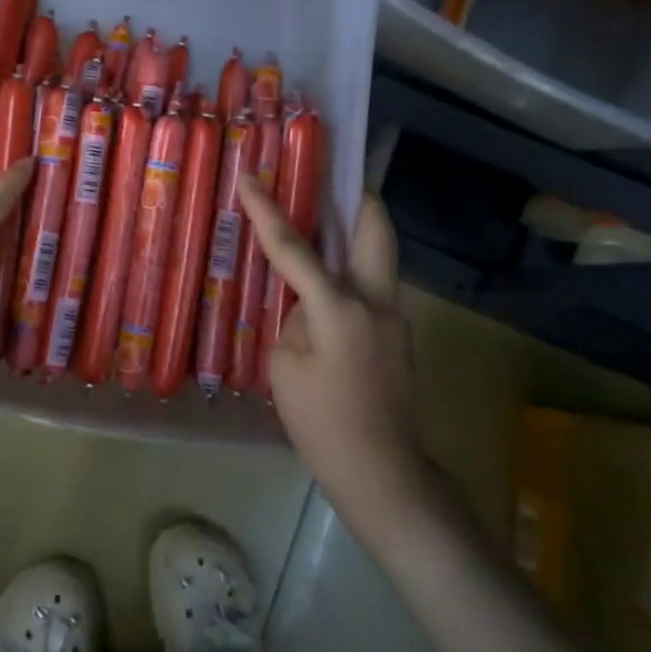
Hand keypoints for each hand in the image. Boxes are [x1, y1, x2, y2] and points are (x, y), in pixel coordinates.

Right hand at [239, 179, 428, 521]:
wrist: (384, 475)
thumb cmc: (323, 424)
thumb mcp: (285, 368)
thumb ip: (294, 322)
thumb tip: (306, 307)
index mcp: (340, 309)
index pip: (294, 248)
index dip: (267, 210)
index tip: (250, 176)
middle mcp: (376, 302)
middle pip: (376, 230)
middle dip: (358, 197)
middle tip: (334, 178)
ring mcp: (397, 319)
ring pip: (380, 257)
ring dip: (356, 235)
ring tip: (325, 227)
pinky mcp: (401, 338)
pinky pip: (374, 290)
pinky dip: (353, 276)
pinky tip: (328, 293)